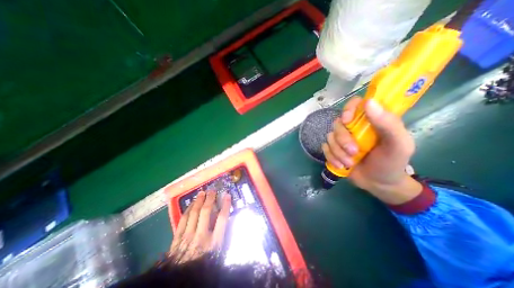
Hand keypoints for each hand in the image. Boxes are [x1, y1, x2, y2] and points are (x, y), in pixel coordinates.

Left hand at [170, 192, 230, 262]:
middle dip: (210, 198)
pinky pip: (183, 219)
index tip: (227, 195)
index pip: (222, 219)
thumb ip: (221, 237)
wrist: (180, 282)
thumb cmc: (203, 267)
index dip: (226, 205)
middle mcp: (201, 236)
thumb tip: (223, 220)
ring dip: (198, 201)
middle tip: (212, 190)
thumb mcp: (217, 254)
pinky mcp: (177, 238)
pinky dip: (187, 209)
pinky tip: (191, 204)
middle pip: (206, 212)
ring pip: (193, 213)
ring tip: (202, 192)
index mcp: (214, 243)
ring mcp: (187, 237)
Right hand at [320, 96, 420, 204]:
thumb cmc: (391, 163)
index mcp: (370, 120)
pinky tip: (340, 166)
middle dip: (343, 140)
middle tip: (354, 152)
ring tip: (349, 163)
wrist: (378, 184)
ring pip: (330, 137)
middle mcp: (353, 127)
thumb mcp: (398, 144)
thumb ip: (388, 123)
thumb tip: (369, 102)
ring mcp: (341, 139)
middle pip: (338, 123)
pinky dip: (331, 157)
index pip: (355, 104)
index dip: (348, 109)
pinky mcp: (333, 149)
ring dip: (338, 152)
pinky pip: (325, 148)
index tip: (347, 120)